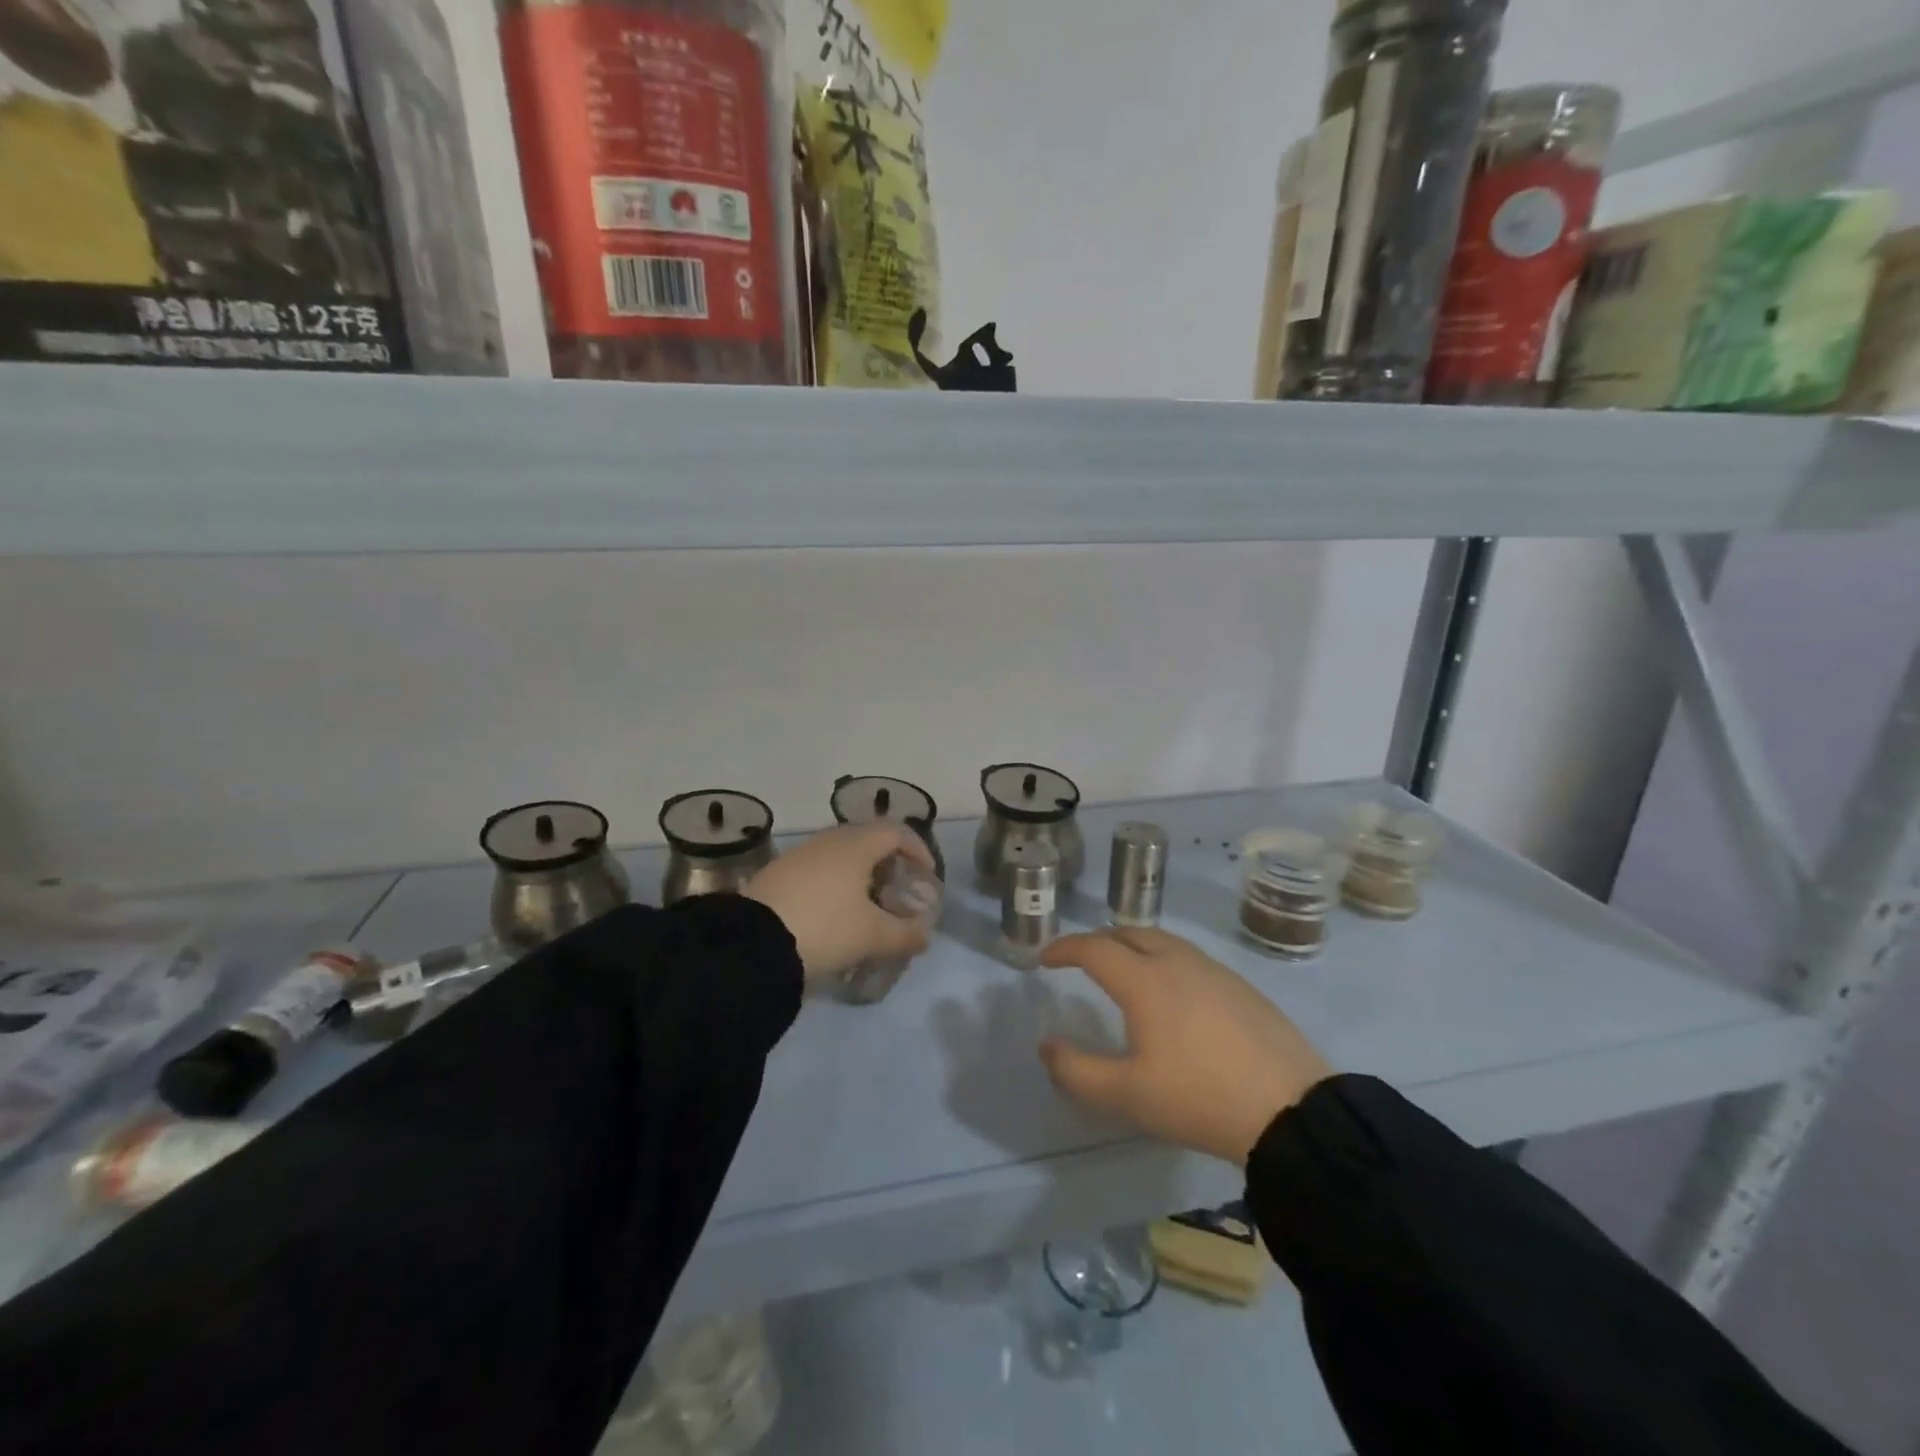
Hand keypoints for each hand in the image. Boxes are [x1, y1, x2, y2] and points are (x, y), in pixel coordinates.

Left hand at [743, 823, 936, 982]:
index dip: (918, 849)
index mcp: (856, 845)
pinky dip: (835, 883)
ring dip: (860, 874)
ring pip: (840, 855)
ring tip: (867, 906)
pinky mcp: (777, 873)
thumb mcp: (872, 936)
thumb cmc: (824, 927)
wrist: (751, 942)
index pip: (896, 832)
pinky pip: (818, 870)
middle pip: (868, 840)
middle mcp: (828, 840)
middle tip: (898, 890)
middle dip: (888, 862)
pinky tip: (833, 914)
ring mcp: (799, 855)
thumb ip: (906, 934)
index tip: (927, 874)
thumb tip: (926, 935)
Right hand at [1037, 927, 1331, 1164]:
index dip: (1065, 948)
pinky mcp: (1242, 987)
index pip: (1094, 948)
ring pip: (1164, 941)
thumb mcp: (1126, 1095)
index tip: (1045, 957)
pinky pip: (1190, 958)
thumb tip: (1047, 1046)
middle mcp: (1177, 961)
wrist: (1291, 1110)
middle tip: (1082, 960)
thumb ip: (1076, 1071)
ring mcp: (1214, 971)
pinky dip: (1165, 960)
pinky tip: (1174, 992)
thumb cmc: (1198, 1097)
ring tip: (1125, 969)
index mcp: (1144, 980)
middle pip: (1130, 933)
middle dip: (1099, 940)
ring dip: (1134, 946)